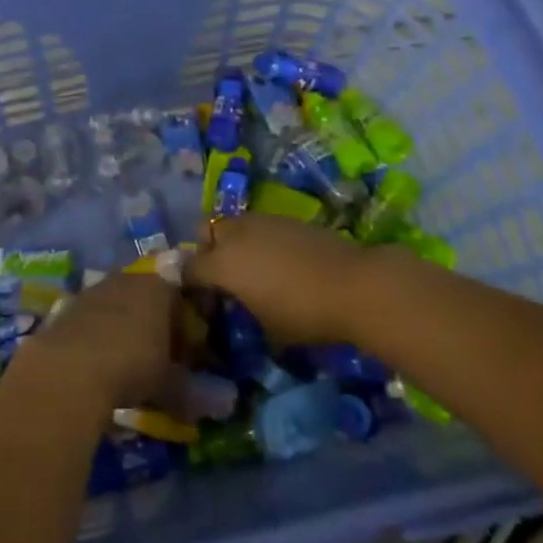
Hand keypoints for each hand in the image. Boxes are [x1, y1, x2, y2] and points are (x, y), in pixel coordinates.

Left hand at [1, 272, 176, 415]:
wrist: (72, 367)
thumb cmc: (132, 366)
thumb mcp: (169, 384)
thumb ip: (186, 387)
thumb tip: (203, 402)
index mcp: (158, 288)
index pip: (178, 297)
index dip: (182, 325)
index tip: (183, 352)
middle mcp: (127, 279)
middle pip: (145, 295)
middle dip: (151, 321)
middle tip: (154, 354)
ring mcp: (95, 289)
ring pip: (116, 303)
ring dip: (121, 325)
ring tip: (123, 359)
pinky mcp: (69, 304)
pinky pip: (91, 316)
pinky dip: (96, 333)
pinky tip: (96, 359)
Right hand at [186, 214, 376, 345]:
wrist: (353, 284)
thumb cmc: (304, 313)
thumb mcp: (266, 325)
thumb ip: (240, 308)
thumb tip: (234, 304)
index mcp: (223, 264)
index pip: (190, 269)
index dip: (189, 284)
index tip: (199, 300)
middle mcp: (235, 234)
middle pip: (206, 233)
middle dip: (207, 251)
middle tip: (223, 277)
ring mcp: (261, 220)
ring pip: (232, 224)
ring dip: (232, 242)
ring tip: (250, 267)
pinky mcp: (285, 217)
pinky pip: (258, 225)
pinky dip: (257, 239)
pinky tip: (277, 261)